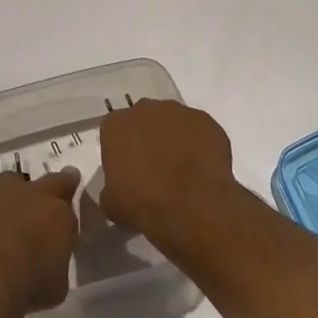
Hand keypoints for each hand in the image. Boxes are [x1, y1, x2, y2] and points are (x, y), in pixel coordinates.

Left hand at [0, 168, 81, 314]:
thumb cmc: (27, 289)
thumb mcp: (57, 284)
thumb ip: (56, 258)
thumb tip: (49, 256)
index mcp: (59, 215)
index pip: (69, 190)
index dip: (67, 189)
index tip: (67, 187)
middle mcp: (33, 193)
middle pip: (45, 180)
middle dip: (44, 189)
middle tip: (37, 204)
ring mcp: (2, 187)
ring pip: (9, 180)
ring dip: (8, 195)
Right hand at [97, 99, 238, 248]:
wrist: (192, 208)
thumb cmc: (143, 203)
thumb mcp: (111, 202)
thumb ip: (111, 186)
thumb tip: (118, 189)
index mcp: (115, 124)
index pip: (115, 131)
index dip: (123, 150)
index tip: (130, 169)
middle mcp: (144, 109)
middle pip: (144, 120)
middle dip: (149, 139)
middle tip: (156, 167)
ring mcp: (178, 112)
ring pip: (173, 122)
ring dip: (175, 139)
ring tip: (184, 169)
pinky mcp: (206, 121)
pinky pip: (200, 131)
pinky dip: (201, 145)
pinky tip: (203, 168)